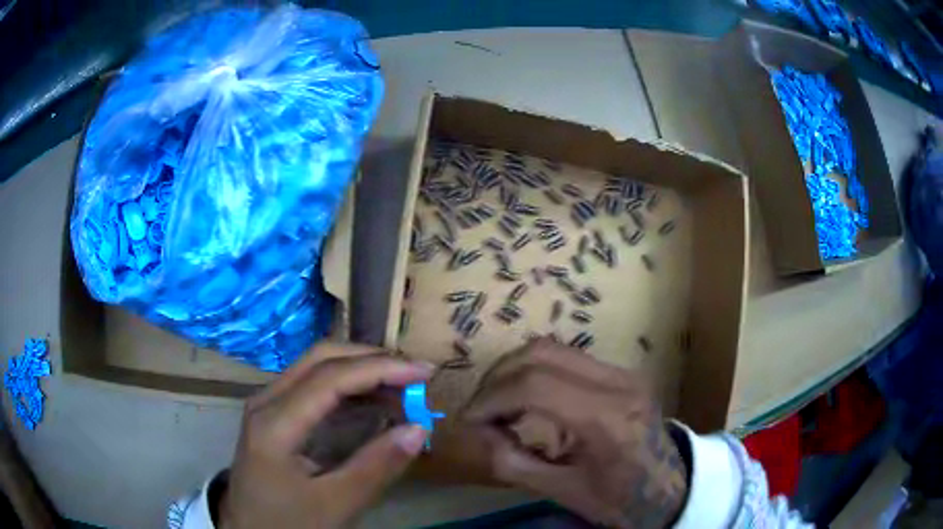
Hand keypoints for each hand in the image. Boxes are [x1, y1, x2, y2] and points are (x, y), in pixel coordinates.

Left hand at [219, 343, 433, 528]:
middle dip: (372, 359)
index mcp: (275, 423)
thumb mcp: (334, 505)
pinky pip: (312, 386)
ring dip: (361, 370)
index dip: (381, 368)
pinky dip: (348, 387)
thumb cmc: (287, 522)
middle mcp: (267, 400)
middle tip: (415, 375)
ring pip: (316, 367)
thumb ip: (376, 467)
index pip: (331, 377)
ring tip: (402, 388)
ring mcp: (267, 404)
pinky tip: (372, 401)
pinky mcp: (274, 414)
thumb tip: (420, 429)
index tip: (425, 374)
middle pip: (321, 358)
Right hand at [460, 338, 687, 528]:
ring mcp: (624, 372)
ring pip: (553, 349)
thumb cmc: (621, 500)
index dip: (491, 398)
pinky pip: (569, 360)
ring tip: (498, 405)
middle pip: (541, 353)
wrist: (670, 489)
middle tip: (479, 410)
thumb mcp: (564, 491)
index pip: (535, 385)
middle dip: (498, 378)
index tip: (468, 421)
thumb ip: (513, 462)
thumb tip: (476, 433)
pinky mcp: (623, 373)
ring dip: (515, 371)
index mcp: (607, 419)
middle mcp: (619, 382)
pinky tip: (528, 401)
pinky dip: (536, 373)